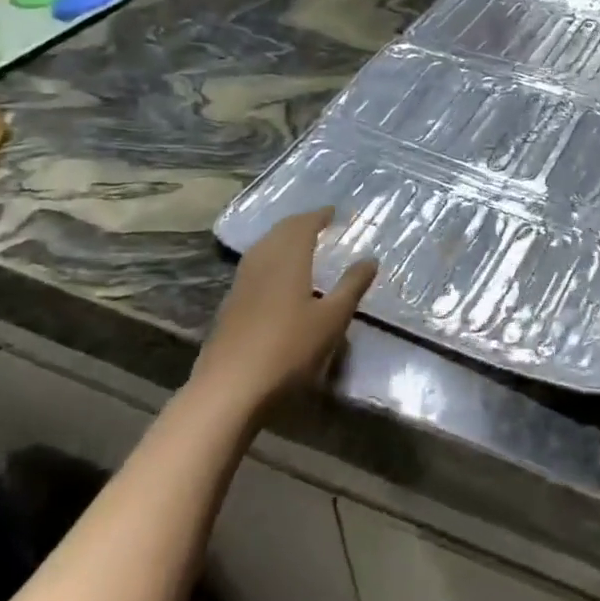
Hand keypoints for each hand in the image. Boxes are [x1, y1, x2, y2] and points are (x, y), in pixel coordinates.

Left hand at [190, 207, 376, 422]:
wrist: (229, 389)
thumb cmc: (288, 350)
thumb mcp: (332, 320)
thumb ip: (352, 286)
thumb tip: (370, 259)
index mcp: (288, 259)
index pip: (303, 225)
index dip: (319, 216)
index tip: (333, 211)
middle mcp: (262, 262)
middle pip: (280, 232)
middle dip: (300, 223)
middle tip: (318, 222)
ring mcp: (241, 284)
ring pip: (263, 247)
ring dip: (282, 239)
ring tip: (299, 243)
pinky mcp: (230, 305)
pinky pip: (254, 266)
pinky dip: (270, 258)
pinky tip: (276, 276)